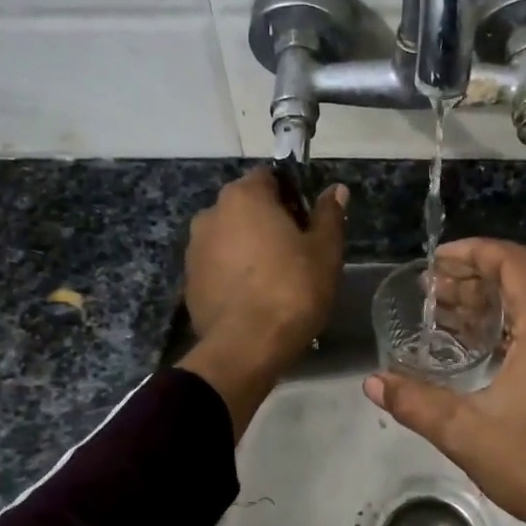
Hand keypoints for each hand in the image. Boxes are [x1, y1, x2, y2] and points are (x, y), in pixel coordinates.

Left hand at [180, 167, 346, 437]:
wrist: (246, 347)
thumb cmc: (292, 289)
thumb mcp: (324, 251)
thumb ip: (329, 214)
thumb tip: (336, 189)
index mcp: (244, 196)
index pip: (269, 178)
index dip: (292, 196)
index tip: (308, 222)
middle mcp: (211, 213)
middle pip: (246, 207)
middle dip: (269, 222)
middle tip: (297, 252)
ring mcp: (195, 248)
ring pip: (230, 237)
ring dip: (249, 248)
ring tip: (275, 279)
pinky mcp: (189, 281)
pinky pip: (218, 266)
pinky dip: (234, 273)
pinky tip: (254, 297)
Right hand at [364, 239, 525, 525]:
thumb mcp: (467, 432)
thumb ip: (416, 402)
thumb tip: (373, 382)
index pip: (513, 261)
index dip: (472, 252)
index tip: (436, 261)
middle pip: (523, 280)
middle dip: (473, 280)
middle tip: (431, 293)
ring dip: (492, 305)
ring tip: (446, 317)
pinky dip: (513, 327)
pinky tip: (480, 347)